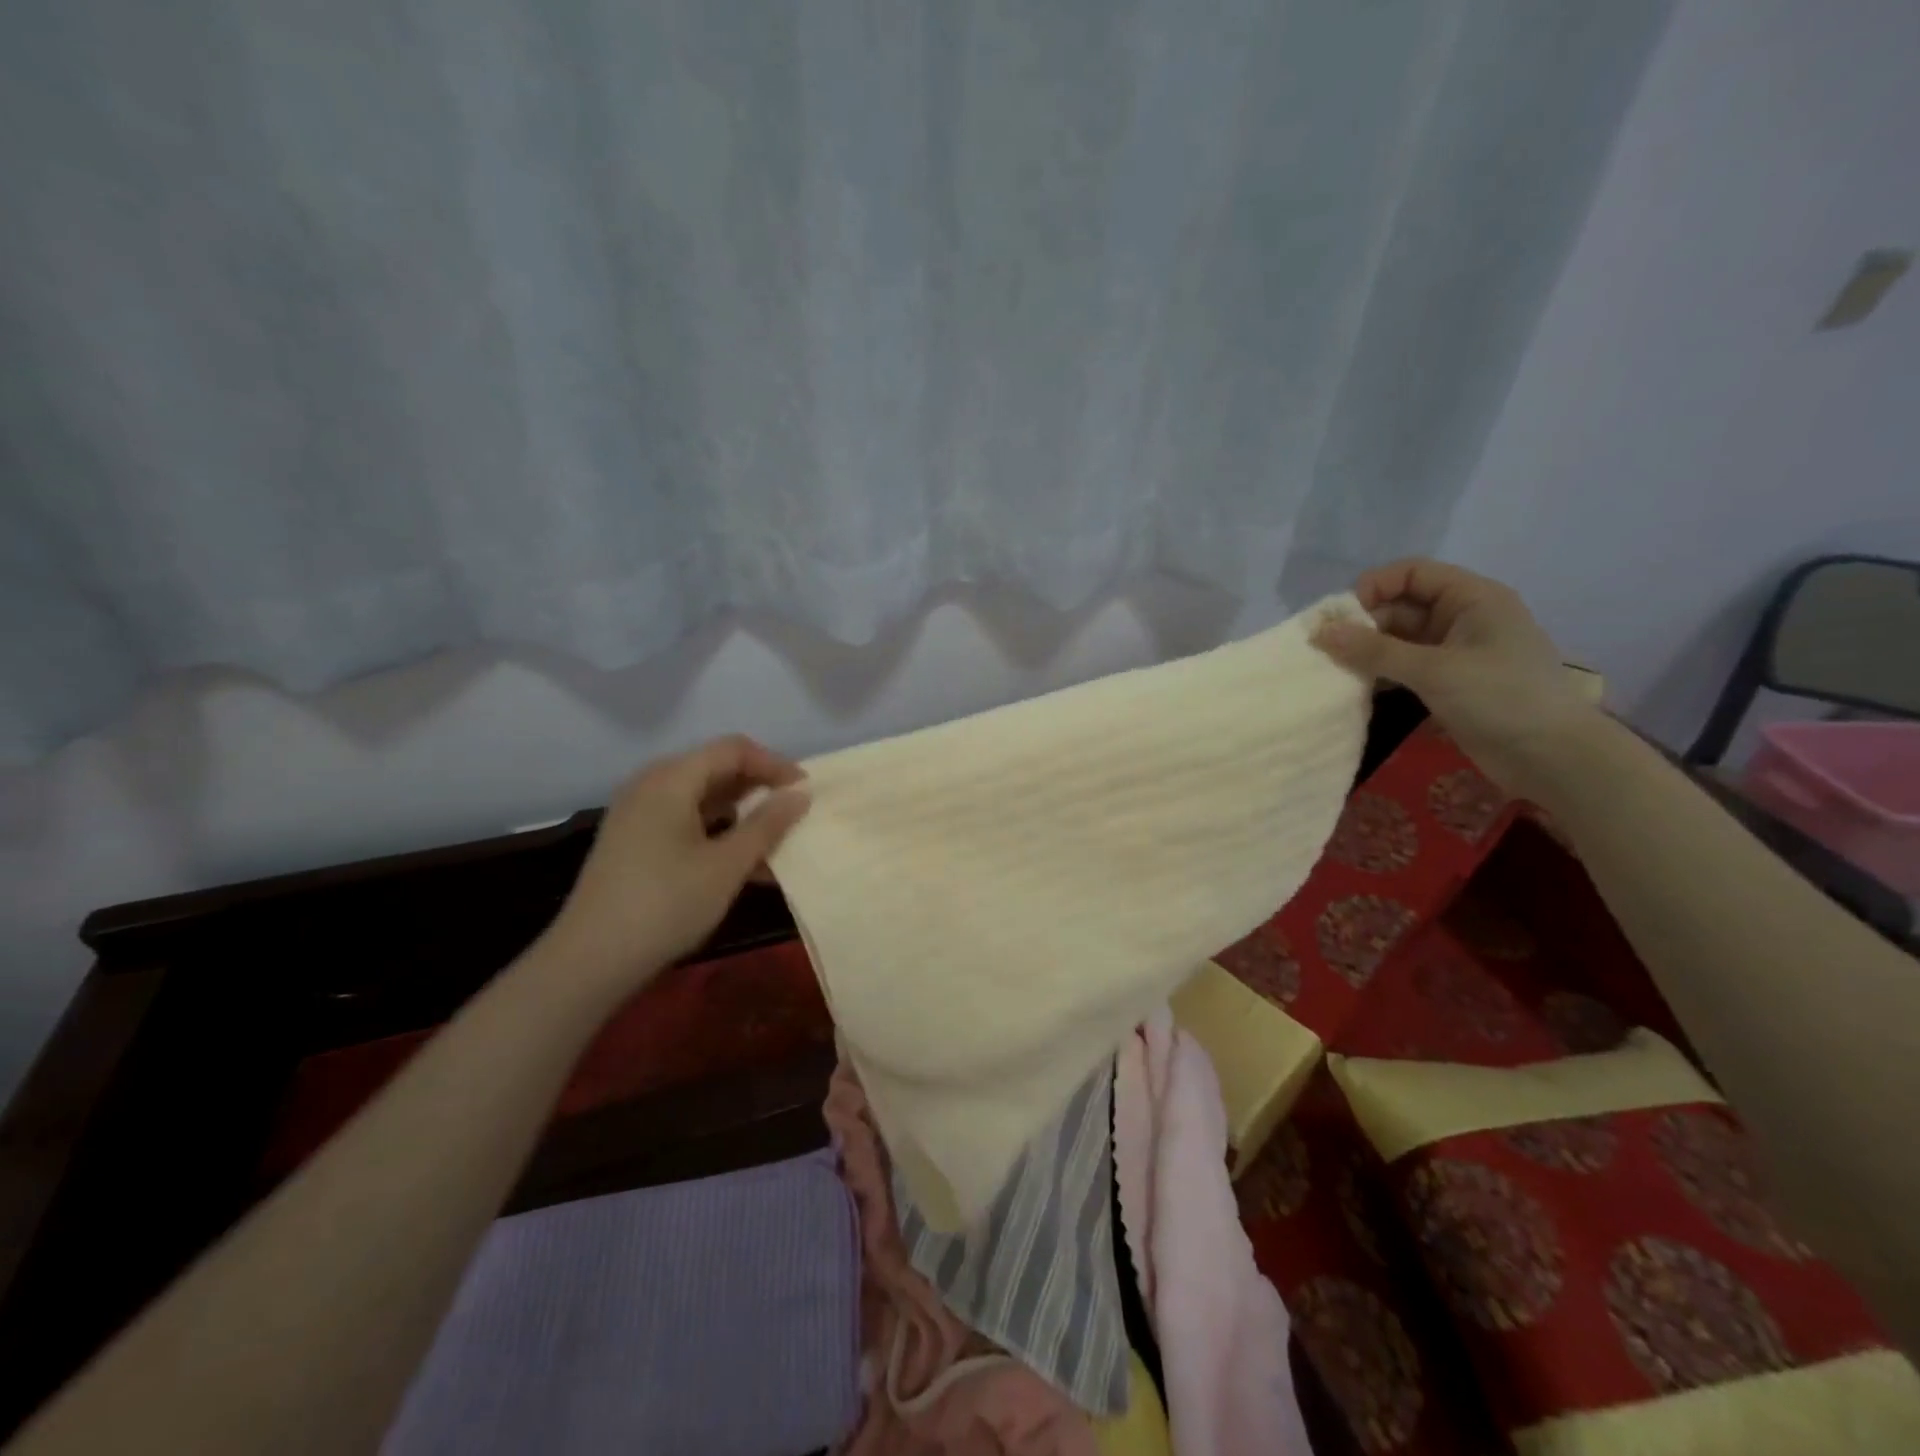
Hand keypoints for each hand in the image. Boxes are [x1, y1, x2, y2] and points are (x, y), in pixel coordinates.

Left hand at [542, 736, 810, 991]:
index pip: (733, 749)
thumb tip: (800, 794)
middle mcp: (651, 785)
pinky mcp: (633, 841)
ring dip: (741, 813)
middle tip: (793, 813)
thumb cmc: (666, 904)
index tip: (805, 792)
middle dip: (759, 787)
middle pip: (715, 769)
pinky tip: (743, 863)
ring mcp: (638, 814)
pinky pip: (685, 821)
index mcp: (671, 779)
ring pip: (701, 797)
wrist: (590, 960)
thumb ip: (768, 824)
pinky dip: (717, 832)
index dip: (774, 764)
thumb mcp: (727, 865)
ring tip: (774, 841)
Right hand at [1312, 559, 1600, 797]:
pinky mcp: (1450, 681)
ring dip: (1369, 651)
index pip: (1412, 573)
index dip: (1374, 587)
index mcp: (1472, 598)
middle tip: (1330, 651)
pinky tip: (1358, 687)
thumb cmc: (1500, 698)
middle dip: (1364, 624)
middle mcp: (1464, 617)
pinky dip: (1382, 672)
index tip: (1341, 618)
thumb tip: (1321, 633)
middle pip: (1402, 605)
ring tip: (1336, 670)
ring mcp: (1457, 651)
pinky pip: (1406, 665)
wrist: (1553, 757)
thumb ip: (1374, 651)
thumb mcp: (1434, 670)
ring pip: (1400, 638)